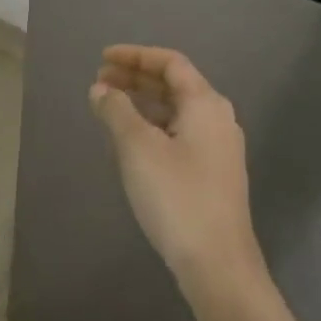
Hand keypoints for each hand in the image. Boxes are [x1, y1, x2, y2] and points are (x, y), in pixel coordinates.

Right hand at [89, 45, 265, 298]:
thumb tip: (101, 89)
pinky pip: (180, 134)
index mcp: (206, 103)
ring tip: (109, 108)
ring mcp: (219, 148)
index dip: (135, 56)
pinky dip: (154, 127)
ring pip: (177, 111)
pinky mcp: (214, 173)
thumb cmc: (176, 196)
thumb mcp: (138, 148)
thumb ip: (116, 111)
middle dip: (136, 79)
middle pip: (175, 85)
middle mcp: (218, 118)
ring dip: (143, 104)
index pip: (170, 63)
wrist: (218, 265)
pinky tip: (131, 142)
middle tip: (100, 81)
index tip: (103, 58)